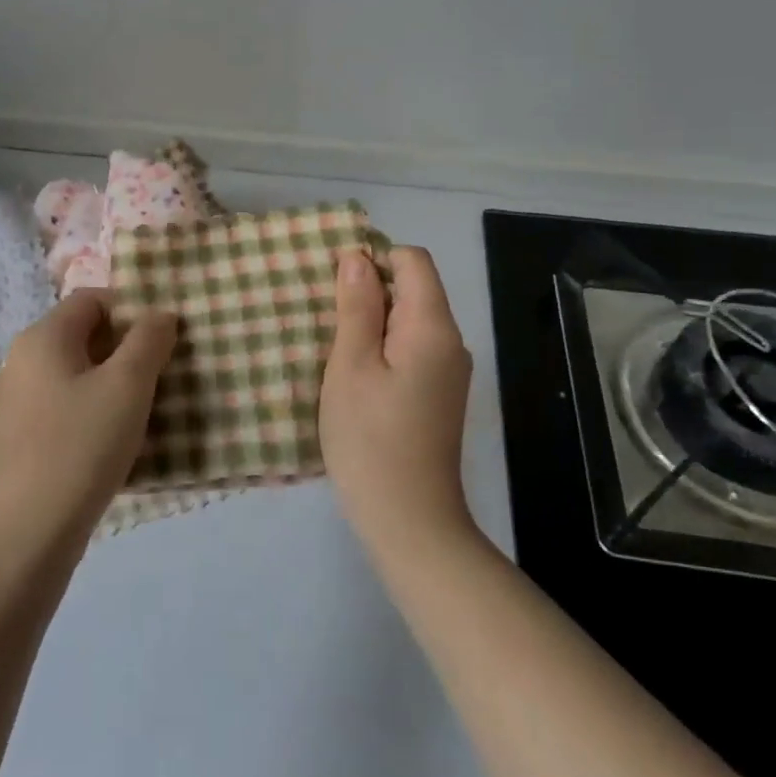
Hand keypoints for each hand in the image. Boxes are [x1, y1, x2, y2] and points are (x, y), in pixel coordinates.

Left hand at [0, 291, 177, 547]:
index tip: (164, 339)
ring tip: (147, 406)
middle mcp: (24, 359)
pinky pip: (66, 403)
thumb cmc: (81, 445)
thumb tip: (160, 314)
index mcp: (43, 336)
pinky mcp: (23, 434)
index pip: (92, 299)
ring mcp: (19, 399)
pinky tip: (116, 438)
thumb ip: (149, 340)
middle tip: (163, 372)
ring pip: (78, 371)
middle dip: (127, 347)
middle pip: (84, 334)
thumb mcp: (127, 385)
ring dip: (114, 381)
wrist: (26, 533)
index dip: (132, 309)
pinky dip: (95, 408)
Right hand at [320, 246, 474, 556]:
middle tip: (324, 316)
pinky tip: (355, 374)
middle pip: (414, 288)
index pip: (413, 260)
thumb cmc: (370, 439)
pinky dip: (384, 348)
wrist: (409, 520)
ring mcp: (449, 371)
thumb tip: (358, 257)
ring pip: (411, 320)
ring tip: (333, 346)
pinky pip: (413, 349)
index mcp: (432, 327)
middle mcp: (451, 341)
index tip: (335, 283)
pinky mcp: (440, 394)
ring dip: (373, 321)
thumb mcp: (351, 366)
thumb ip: (357, 307)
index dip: (374, 258)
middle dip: (370, 290)